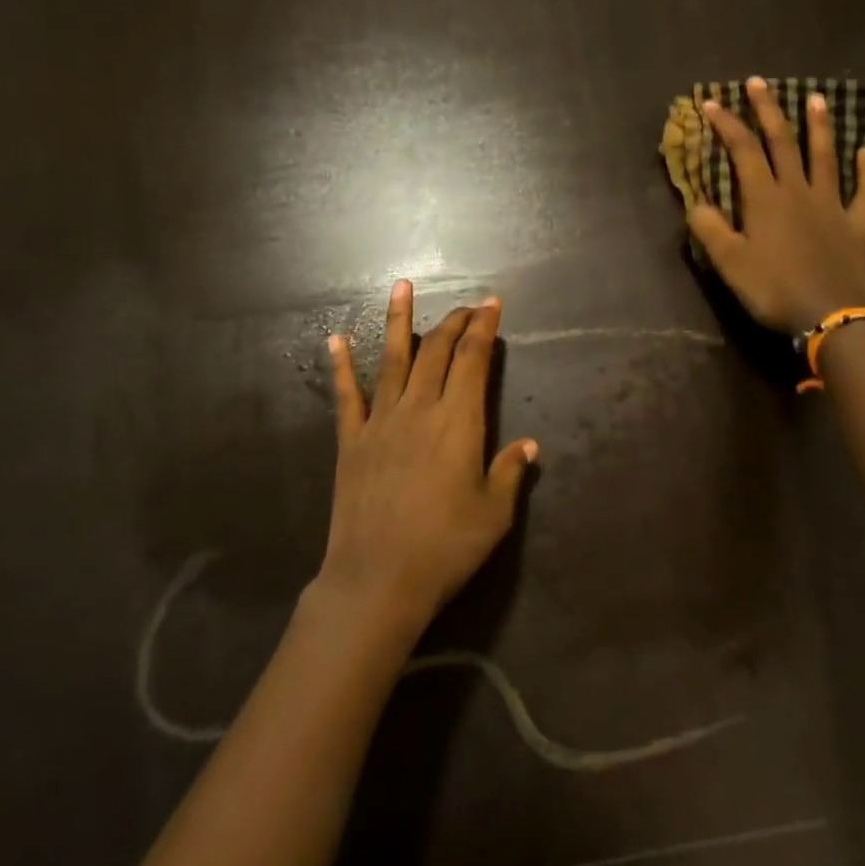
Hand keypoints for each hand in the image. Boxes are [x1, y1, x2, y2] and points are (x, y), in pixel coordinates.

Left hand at [311, 281, 538, 639]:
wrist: (378, 578)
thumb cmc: (445, 547)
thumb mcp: (494, 514)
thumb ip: (510, 473)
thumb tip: (529, 445)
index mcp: (459, 423)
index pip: (474, 361)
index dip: (484, 329)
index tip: (492, 305)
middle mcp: (419, 410)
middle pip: (436, 352)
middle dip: (454, 322)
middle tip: (466, 305)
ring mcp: (380, 422)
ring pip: (391, 359)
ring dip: (398, 321)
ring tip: (401, 286)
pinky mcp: (351, 441)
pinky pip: (346, 395)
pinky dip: (341, 365)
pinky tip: (336, 339)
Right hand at [685, 76, 864, 334]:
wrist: (831, 313)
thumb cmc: (774, 288)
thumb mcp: (729, 263)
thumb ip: (710, 229)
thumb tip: (695, 202)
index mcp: (764, 198)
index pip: (743, 150)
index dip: (727, 124)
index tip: (712, 103)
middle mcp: (798, 191)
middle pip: (782, 142)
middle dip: (768, 111)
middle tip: (759, 82)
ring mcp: (831, 205)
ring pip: (824, 157)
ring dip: (818, 127)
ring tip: (816, 99)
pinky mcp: (855, 225)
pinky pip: (863, 191)